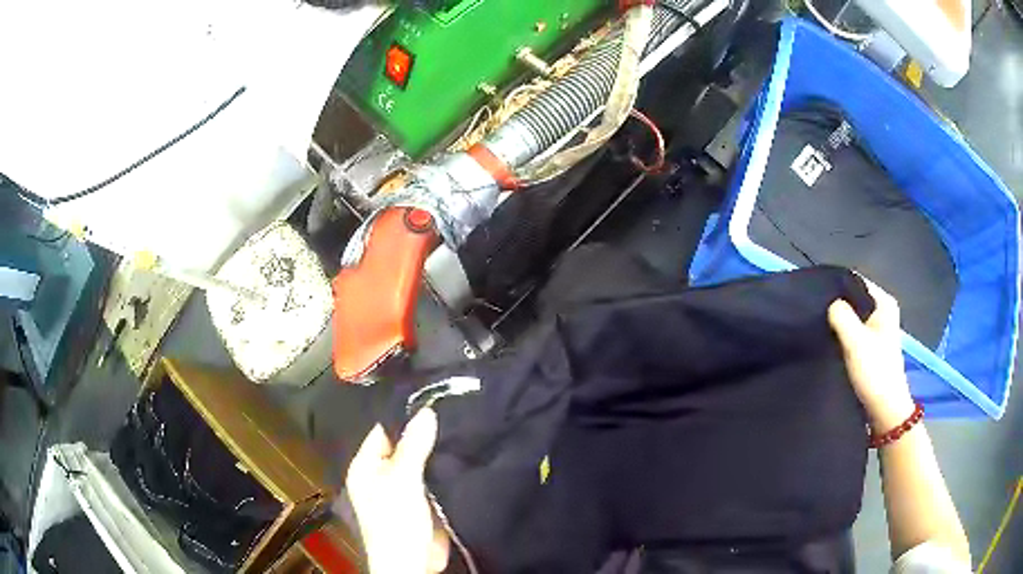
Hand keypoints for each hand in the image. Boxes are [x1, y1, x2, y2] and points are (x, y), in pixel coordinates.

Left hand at [346, 409, 449, 573]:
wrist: (413, 562)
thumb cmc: (395, 519)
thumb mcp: (402, 479)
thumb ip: (414, 445)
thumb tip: (426, 411)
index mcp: (366, 466)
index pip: (383, 431)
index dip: (405, 416)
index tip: (432, 399)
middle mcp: (382, 474)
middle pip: (404, 446)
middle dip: (425, 434)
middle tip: (453, 409)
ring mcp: (404, 488)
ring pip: (422, 462)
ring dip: (438, 452)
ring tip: (463, 426)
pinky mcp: (424, 501)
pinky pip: (434, 478)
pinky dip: (446, 469)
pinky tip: (464, 453)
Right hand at [828, 279, 914, 432]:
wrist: (884, 411)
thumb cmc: (875, 372)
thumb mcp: (856, 341)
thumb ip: (841, 316)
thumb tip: (828, 303)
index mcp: (884, 302)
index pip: (854, 281)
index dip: (835, 287)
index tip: (814, 297)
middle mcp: (881, 311)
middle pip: (852, 300)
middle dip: (835, 307)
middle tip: (813, 315)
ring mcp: (876, 330)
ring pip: (850, 318)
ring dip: (836, 324)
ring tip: (817, 328)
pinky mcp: (869, 347)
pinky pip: (851, 333)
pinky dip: (840, 336)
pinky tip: (827, 342)